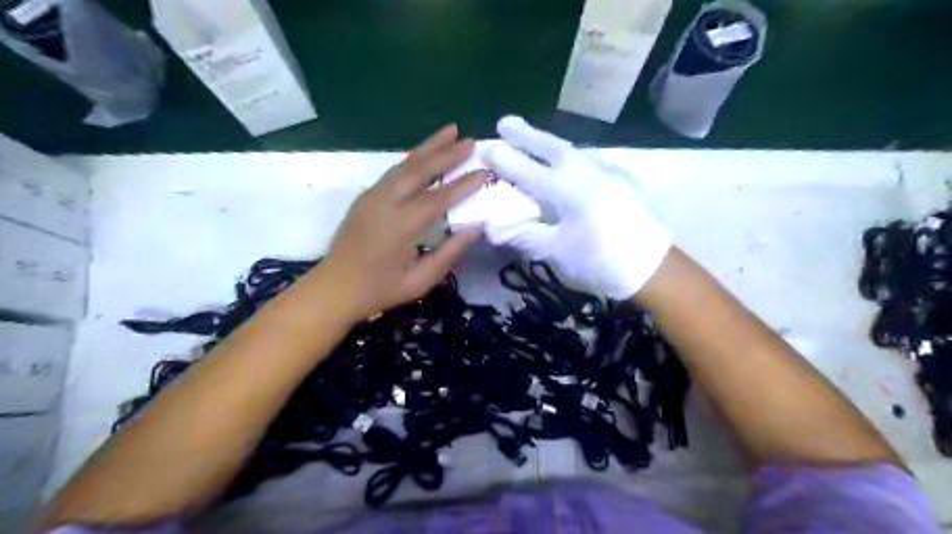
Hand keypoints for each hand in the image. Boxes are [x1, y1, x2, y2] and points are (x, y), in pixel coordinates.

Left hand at [321, 126, 485, 320]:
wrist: (334, 288)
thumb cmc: (380, 290)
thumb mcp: (419, 281)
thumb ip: (449, 253)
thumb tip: (476, 230)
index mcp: (400, 226)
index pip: (439, 198)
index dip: (463, 185)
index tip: (484, 172)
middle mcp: (385, 203)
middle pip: (420, 170)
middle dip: (447, 153)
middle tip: (471, 141)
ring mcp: (372, 196)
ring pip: (404, 164)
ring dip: (429, 146)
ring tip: (450, 130)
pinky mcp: (366, 196)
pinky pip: (393, 171)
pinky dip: (412, 159)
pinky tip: (424, 153)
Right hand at [484, 118, 668, 300]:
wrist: (651, 265)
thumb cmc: (600, 259)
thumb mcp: (557, 250)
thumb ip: (524, 235)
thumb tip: (491, 228)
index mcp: (567, 189)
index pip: (528, 170)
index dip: (505, 161)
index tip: (485, 149)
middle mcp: (586, 172)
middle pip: (551, 147)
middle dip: (526, 135)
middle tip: (505, 122)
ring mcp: (606, 172)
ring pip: (571, 150)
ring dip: (547, 143)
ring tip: (531, 140)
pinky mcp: (619, 180)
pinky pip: (586, 161)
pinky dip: (568, 157)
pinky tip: (564, 165)